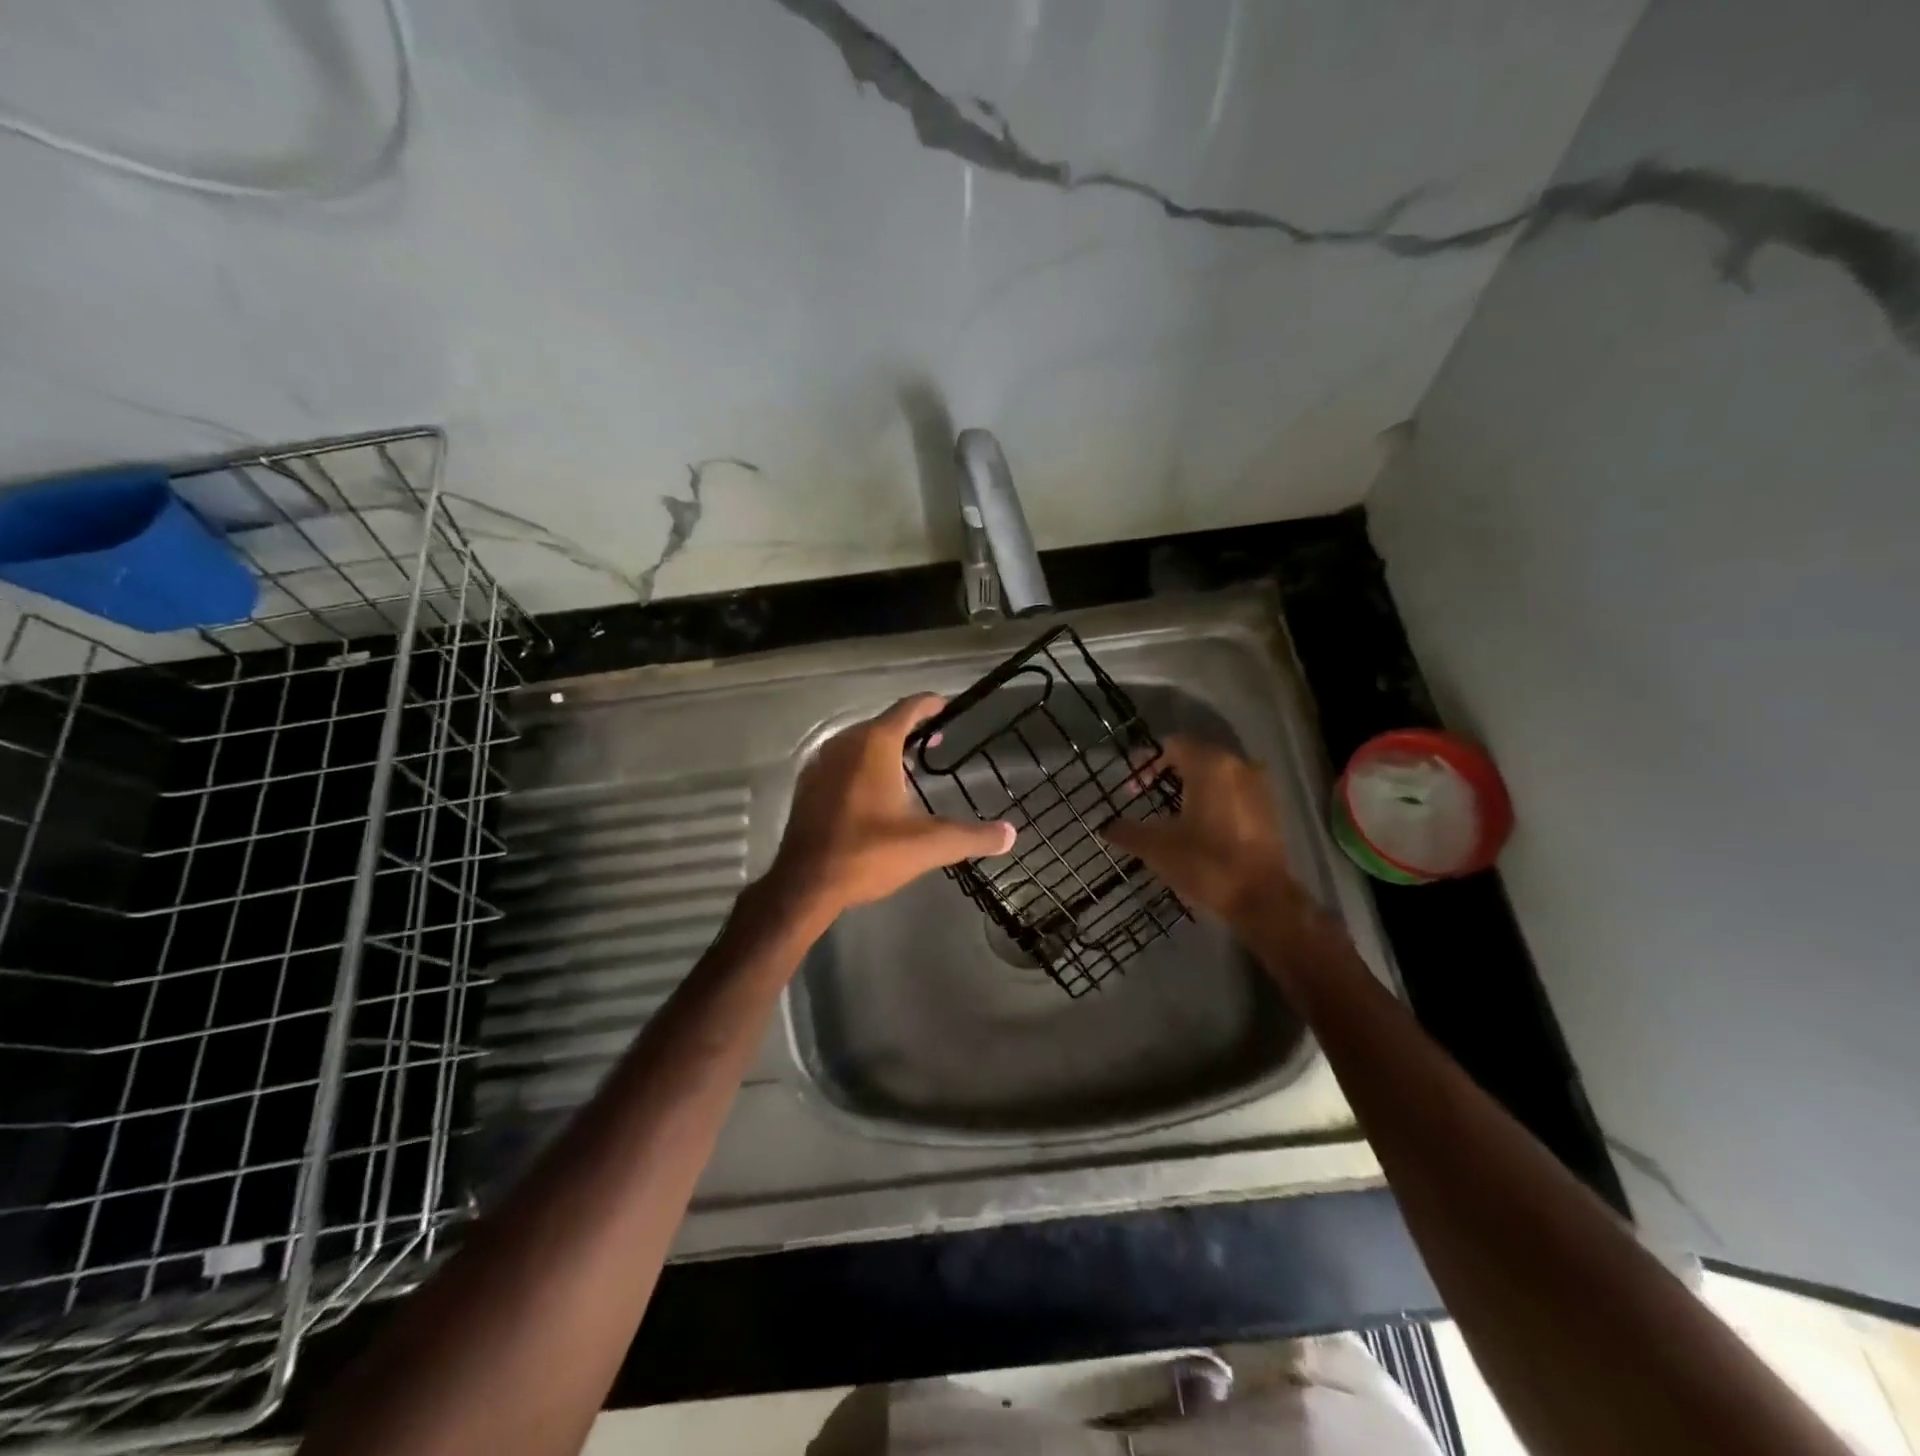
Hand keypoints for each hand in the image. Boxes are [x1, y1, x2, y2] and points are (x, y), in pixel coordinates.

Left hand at [768, 695, 1015, 920]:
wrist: (805, 883)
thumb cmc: (868, 853)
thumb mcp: (928, 845)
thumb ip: (972, 836)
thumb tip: (1010, 834)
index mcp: (875, 744)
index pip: (907, 709)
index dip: (930, 705)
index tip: (946, 706)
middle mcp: (845, 743)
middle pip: (882, 723)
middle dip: (910, 728)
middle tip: (935, 741)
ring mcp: (821, 762)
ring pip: (859, 742)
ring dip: (884, 747)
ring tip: (908, 766)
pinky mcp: (807, 784)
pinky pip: (840, 760)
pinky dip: (861, 764)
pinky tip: (872, 790)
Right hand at [1101, 735, 1305, 931]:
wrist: (1262, 899)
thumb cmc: (1205, 863)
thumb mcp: (1156, 847)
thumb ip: (1127, 831)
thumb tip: (1106, 826)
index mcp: (1210, 766)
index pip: (1173, 745)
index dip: (1147, 760)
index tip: (1131, 784)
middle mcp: (1238, 766)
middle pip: (1196, 756)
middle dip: (1168, 771)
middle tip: (1145, 793)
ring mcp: (1259, 786)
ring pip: (1217, 774)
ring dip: (1192, 785)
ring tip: (1170, 810)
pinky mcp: (1269, 808)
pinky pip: (1234, 791)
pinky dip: (1214, 798)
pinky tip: (1199, 823)